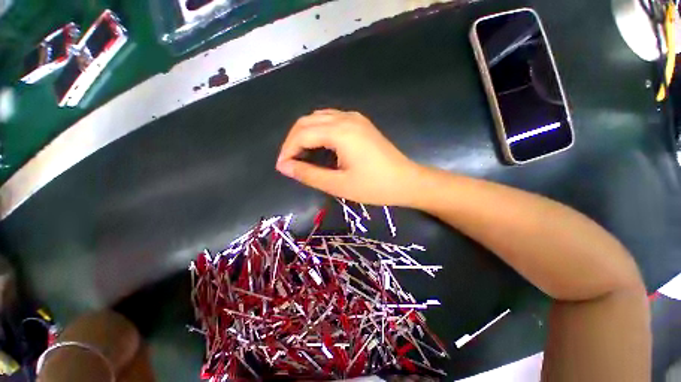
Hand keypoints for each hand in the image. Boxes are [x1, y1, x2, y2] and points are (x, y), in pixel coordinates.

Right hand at [276, 109, 420, 205]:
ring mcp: (355, 118)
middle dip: (293, 140)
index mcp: (340, 132)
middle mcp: (346, 118)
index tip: (282, 167)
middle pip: (308, 121)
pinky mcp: (361, 124)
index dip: (288, 150)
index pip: (302, 134)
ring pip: (319, 118)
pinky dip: (319, 130)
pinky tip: (319, 145)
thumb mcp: (338, 184)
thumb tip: (284, 167)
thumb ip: (308, 174)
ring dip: (305, 133)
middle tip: (290, 162)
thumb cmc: (374, 186)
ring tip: (301, 154)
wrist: (406, 181)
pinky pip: (332, 120)